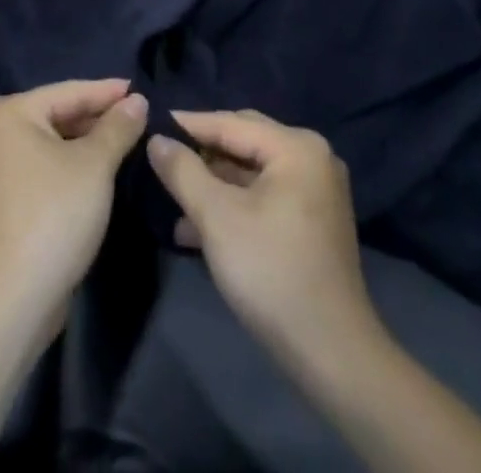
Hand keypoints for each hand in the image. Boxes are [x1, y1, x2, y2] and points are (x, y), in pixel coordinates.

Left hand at [0, 80, 147, 321]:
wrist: (16, 296)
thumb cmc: (55, 213)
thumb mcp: (95, 164)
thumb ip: (118, 127)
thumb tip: (138, 100)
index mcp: (9, 113)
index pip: (68, 92)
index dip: (107, 92)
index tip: (140, 89)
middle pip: (57, 115)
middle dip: (97, 117)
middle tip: (138, 116)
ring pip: (51, 143)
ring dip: (86, 142)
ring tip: (125, 139)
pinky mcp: (2, 199)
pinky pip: (43, 166)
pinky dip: (69, 164)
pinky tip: (98, 169)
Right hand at [148, 110, 383, 369]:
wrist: (332, 357)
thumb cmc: (271, 272)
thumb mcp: (216, 217)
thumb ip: (182, 171)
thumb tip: (156, 139)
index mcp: (296, 147)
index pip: (229, 123)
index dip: (186, 125)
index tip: (149, 125)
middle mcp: (311, 158)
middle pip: (242, 143)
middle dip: (200, 155)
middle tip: (160, 158)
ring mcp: (315, 191)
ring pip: (250, 172)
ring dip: (212, 185)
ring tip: (171, 200)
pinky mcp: (311, 221)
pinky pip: (263, 196)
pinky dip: (232, 205)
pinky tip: (196, 229)